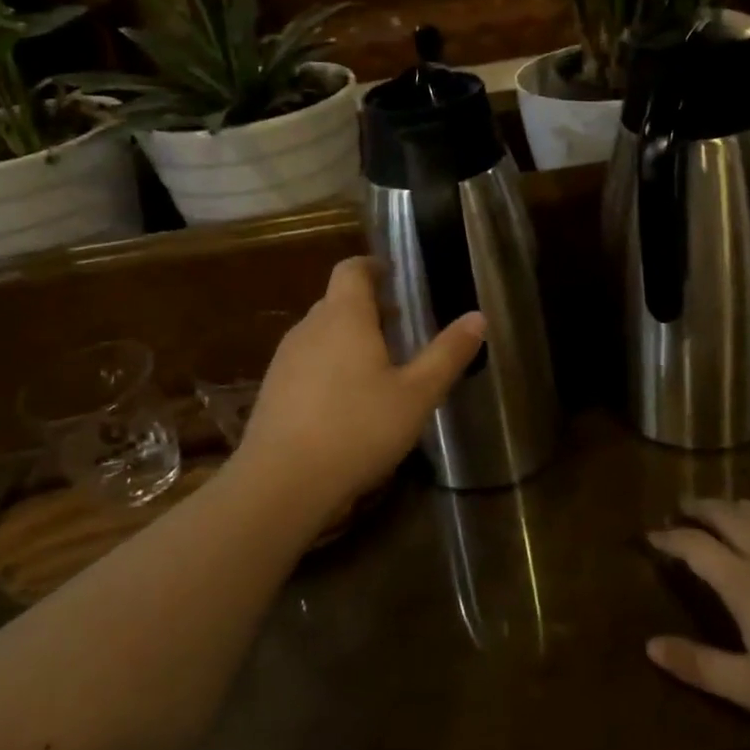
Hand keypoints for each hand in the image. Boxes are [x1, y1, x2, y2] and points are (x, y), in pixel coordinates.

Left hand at [233, 257, 484, 512]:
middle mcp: (309, 328)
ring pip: (320, 333)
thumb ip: (447, 354)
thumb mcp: (417, 395)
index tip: (393, 275)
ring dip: (348, 337)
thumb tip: (478, 317)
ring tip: (378, 366)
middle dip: (367, 307)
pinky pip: (306, 361)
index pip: (352, 269)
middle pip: (337, 301)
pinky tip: (346, 402)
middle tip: (399, 326)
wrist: (281, 483)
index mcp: (344, 317)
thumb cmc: (358, 429)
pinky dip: (329, 365)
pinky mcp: (272, 390)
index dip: (372, 266)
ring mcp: (285, 359)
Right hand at [646, 500, 749, 736]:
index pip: (695, 546)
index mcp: (743, 582)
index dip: (670, 538)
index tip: (652, 536)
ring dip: (732, 505)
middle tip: (682, 507)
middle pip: (725, 516)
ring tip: (721, 508)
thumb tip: (651, 646)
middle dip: (699, 508)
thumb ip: (699, 665)